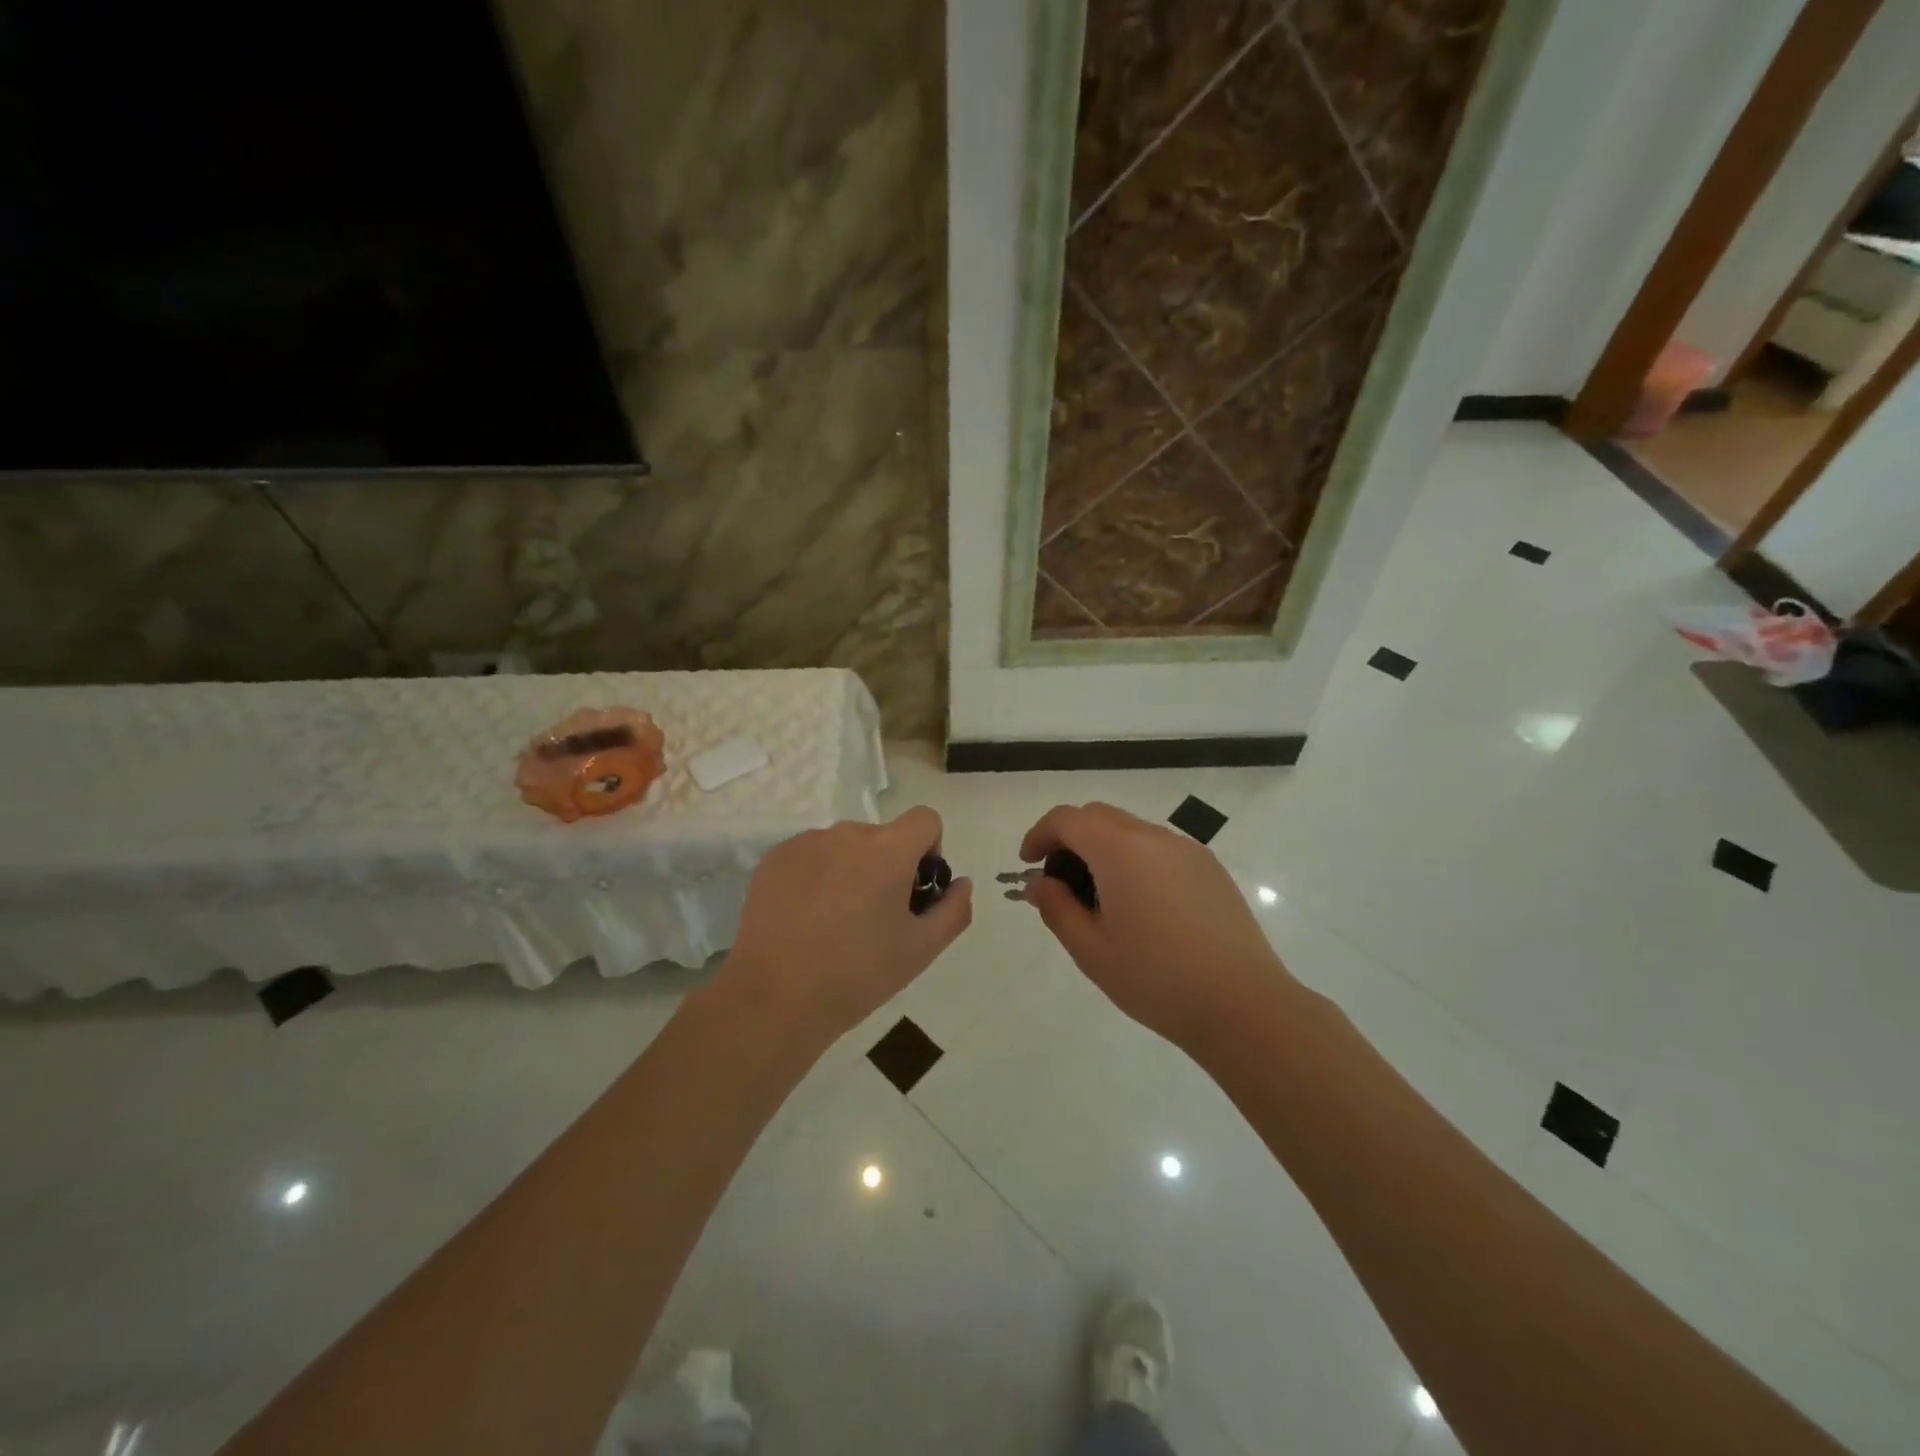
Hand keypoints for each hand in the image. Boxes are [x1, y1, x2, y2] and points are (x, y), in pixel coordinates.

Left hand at [721, 807, 972, 1046]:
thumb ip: (953, 910)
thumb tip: (960, 883)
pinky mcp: (774, 858)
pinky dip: (818, 875)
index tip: (914, 889)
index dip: (929, 850)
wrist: (774, 999)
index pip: (925, 819)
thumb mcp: (921, 950)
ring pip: (845, 845)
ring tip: (835, 922)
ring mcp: (806, 843)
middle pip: (883, 836)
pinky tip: (805, 919)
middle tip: (875, 917)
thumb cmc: (857, 975)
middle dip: (888, 866)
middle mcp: (846, 834)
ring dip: (852, 869)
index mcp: (887, 851)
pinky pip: (811, 855)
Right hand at [1020, 802, 1291, 1050]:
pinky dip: (1136, 861)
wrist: (1243, 1005)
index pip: (1067, 819)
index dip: (1040, 834)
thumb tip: (1039, 883)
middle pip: (1099, 817)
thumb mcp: (1091, 950)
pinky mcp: (1211, 869)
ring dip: (1104, 850)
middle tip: (1060, 883)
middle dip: (1070, 839)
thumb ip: (1056, 907)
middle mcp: (1154, 837)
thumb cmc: (1156, 979)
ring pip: (1131, 831)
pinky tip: (1142, 908)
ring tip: (1101, 900)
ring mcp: (1188, 850)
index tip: (1028, 863)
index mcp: (1120, 850)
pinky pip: (1160, 849)